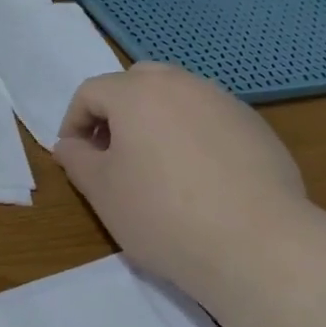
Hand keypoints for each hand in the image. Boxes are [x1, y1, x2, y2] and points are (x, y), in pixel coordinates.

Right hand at [55, 63, 312, 302]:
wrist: (256, 244)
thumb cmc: (163, 214)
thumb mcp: (103, 192)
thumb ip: (77, 160)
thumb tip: (69, 144)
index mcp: (138, 93)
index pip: (91, 91)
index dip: (73, 121)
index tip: (75, 156)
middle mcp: (182, 84)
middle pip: (137, 82)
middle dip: (117, 111)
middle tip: (113, 154)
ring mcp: (225, 102)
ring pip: (178, 97)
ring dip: (157, 121)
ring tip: (157, 167)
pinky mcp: (256, 127)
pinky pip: (211, 119)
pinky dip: (193, 136)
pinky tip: (200, 179)